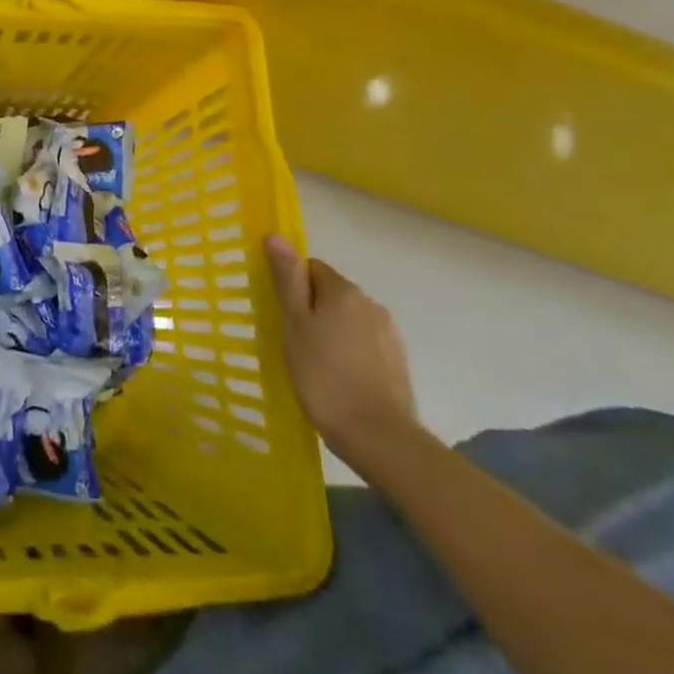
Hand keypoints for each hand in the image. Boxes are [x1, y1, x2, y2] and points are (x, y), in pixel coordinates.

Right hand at [264, 237, 417, 470]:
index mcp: (344, 291)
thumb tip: (276, 235)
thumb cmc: (325, 376)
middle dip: (312, 310)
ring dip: (332, 332)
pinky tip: (339, 380)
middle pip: (331, 294)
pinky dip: (350, 354)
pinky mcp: (398, 363)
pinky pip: (365, 345)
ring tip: (315, 365)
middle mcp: (371, 304)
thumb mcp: (295, 324)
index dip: (293, 288)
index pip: (311, 268)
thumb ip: (287, 279)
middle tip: (294, 342)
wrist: (380, 438)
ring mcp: (389, 335)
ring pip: (349, 320)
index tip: (283, 315)